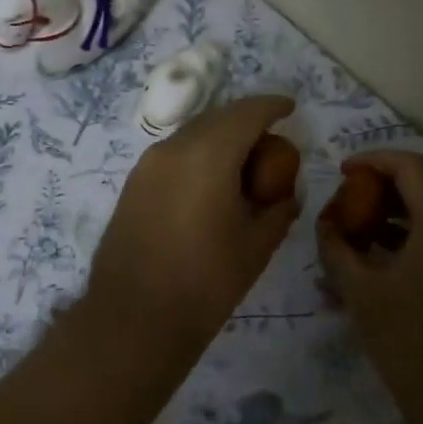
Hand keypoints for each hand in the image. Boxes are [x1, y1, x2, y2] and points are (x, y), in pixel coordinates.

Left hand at [88, 95, 301, 360]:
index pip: (246, 113)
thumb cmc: (205, 283)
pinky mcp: (132, 185)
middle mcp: (172, 148)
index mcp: (207, 155)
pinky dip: (197, 156)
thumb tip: (284, 193)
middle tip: (271, 142)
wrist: (134, 318)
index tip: (290, 108)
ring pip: (191, 135)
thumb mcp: (257, 245)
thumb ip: (277, 208)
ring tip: (243, 165)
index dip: (272, 106)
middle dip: (246, 121)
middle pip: (216, 118)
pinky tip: (210, 184)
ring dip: (219, 139)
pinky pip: (173, 155)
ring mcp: (146, 165)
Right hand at [316, 150, 422, 423]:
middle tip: (347, 203)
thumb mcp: (361, 292)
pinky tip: (380, 263)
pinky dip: (412, 239)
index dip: (372, 161)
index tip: (341, 173)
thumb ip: (337, 249)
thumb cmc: (413, 341)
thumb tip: (326, 225)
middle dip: (382, 189)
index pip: (409, 166)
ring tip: (356, 234)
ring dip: (396, 216)